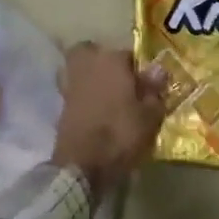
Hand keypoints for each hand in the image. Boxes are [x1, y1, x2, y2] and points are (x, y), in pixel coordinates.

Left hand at [52, 43, 167, 195]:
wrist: (82, 165)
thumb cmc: (121, 135)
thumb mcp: (149, 116)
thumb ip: (154, 90)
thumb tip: (158, 69)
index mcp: (112, 60)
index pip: (129, 55)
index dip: (138, 71)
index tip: (145, 86)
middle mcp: (88, 64)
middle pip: (94, 53)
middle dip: (104, 63)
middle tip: (120, 84)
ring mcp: (70, 82)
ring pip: (79, 69)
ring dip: (89, 77)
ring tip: (106, 98)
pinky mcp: (60, 104)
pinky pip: (74, 90)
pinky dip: (81, 96)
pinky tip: (94, 111)